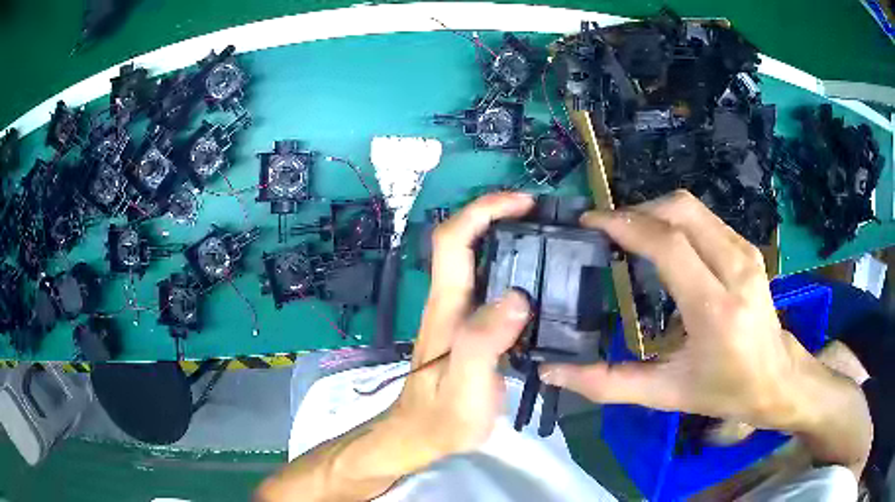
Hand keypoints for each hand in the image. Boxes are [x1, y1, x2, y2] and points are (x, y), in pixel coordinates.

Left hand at [382, 192, 534, 468]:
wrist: (421, 437)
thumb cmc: (441, 417)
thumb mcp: (464, 386)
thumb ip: (484, 343)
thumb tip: (517, 296)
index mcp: (446, 307)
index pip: (453, 239)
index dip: (483, 210)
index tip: (522, 202)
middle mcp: (450, 301)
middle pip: (465, 241)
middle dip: (499, 215)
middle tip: (543, 215)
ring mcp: (459, 314)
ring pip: (479, 261)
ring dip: (508, 238)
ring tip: (548, 238)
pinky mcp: (470, 327)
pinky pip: (491, 285)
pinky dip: (514, 269)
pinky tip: (540, 281)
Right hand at [540, 192, 870, 446]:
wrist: (777, 378)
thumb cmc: (725, 389)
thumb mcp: (666, 393)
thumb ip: (609, 383)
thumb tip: (554, 372)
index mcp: (715, 308)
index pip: (668, 244)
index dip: (625, 224)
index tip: (591, 223)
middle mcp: (735, 268)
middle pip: (680, 210)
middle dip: (637, 211)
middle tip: (608, 232)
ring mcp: (745, 253)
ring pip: (693, 208)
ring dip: (656, 213)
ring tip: (631, 236)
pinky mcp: (748, 248)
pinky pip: (705, 219)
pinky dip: (676, 220)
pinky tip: (664, 244)